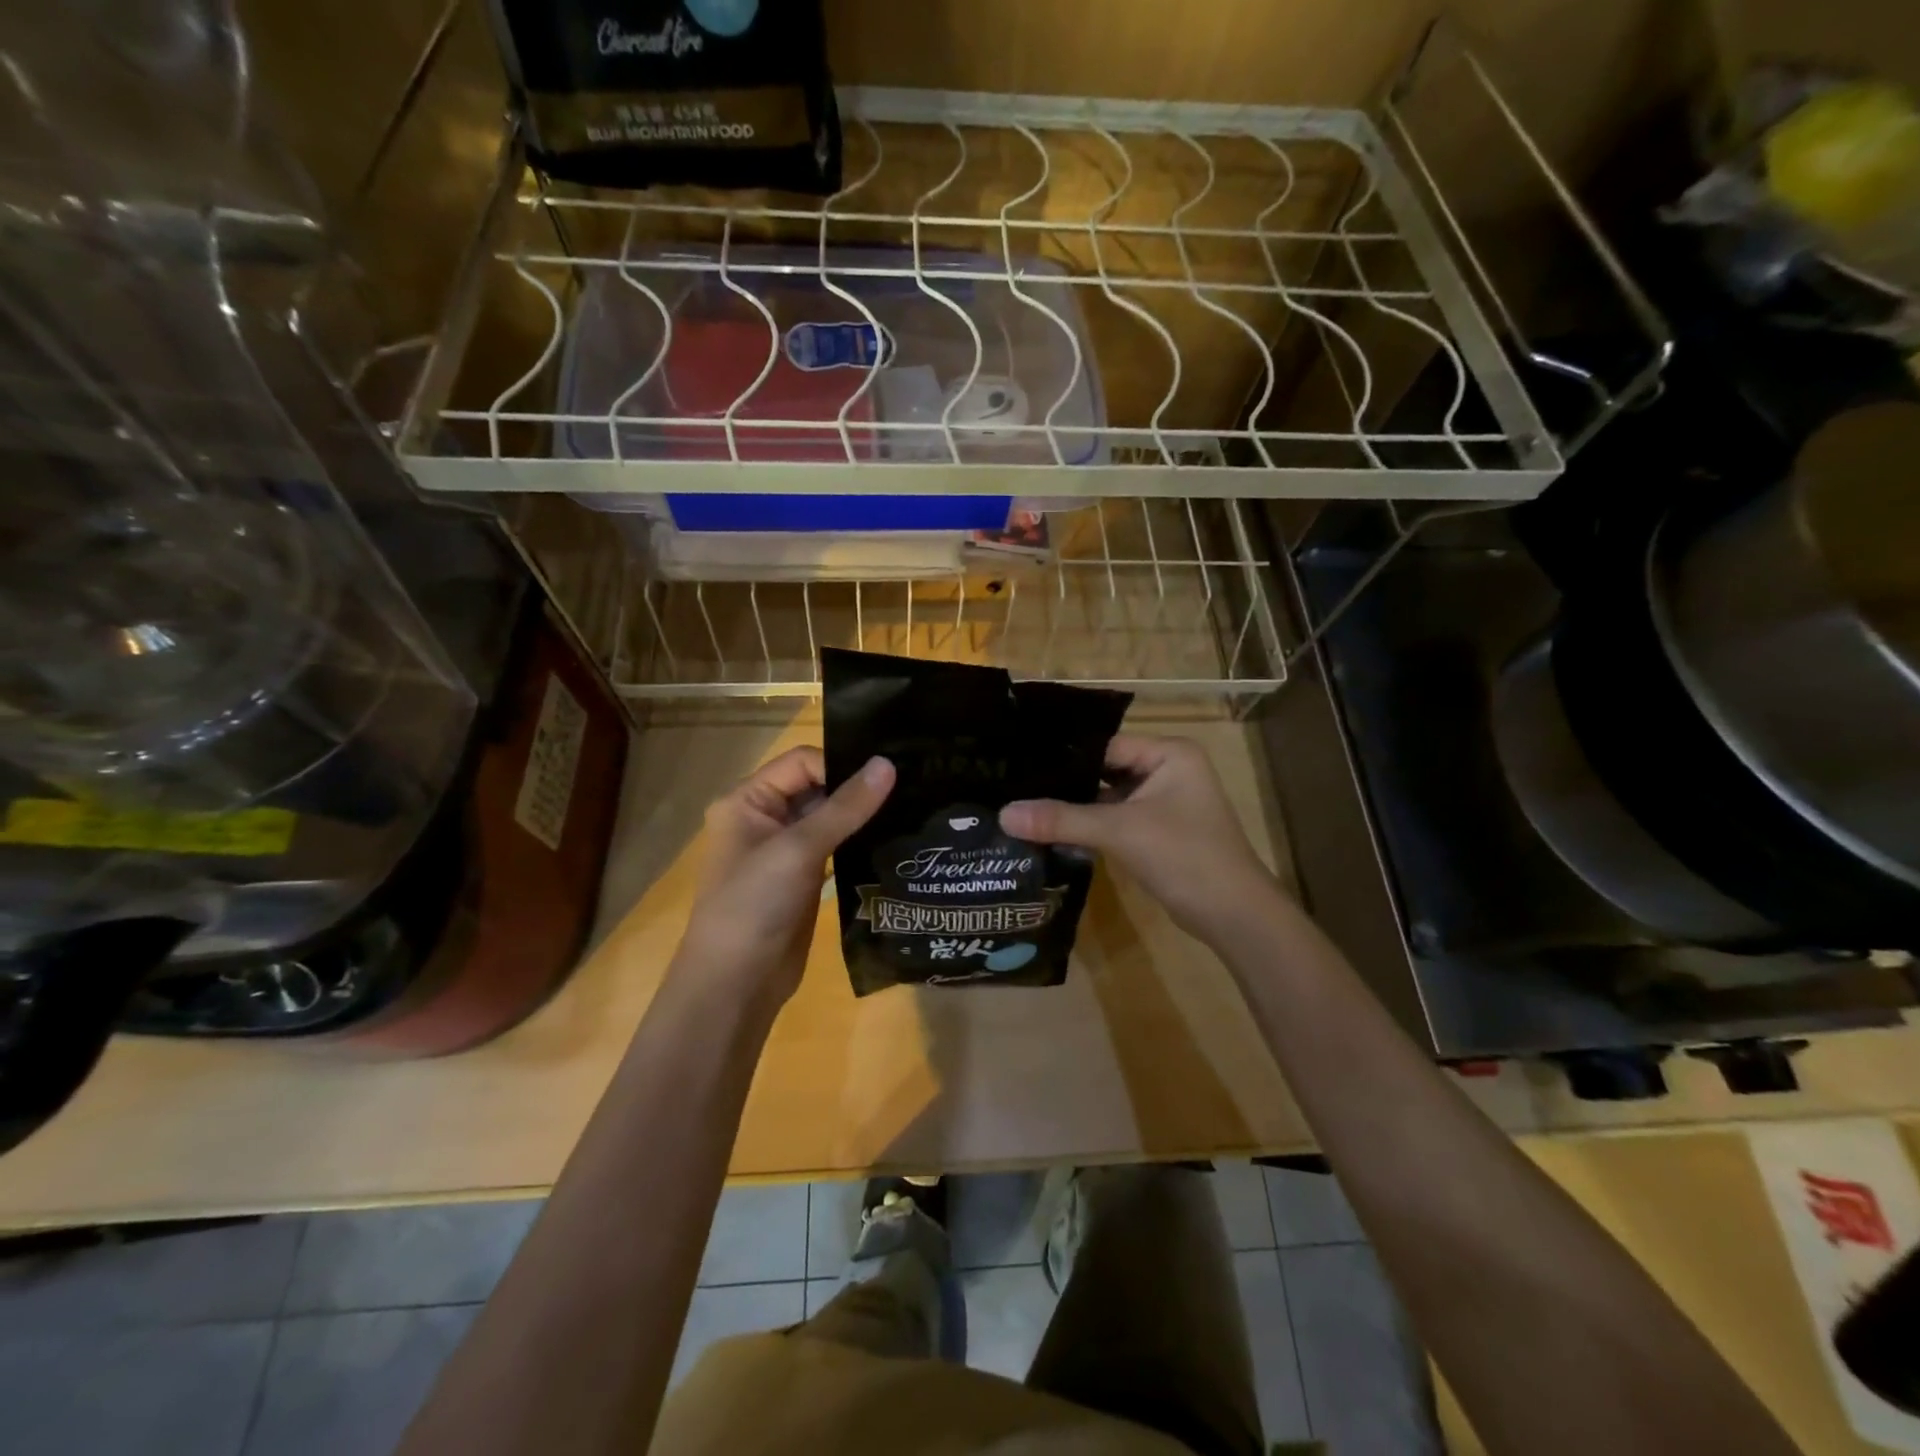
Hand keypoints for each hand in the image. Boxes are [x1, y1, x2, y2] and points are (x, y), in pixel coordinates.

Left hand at [674, 747, 894, 1010]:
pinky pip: (836, 846)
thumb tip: (888, 763)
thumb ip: (846, 807)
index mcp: (747, 800)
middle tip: (909, 786)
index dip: (840, 766)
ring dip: (862, 815)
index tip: (885, 778)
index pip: (802, 762)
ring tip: (909, 808)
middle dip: (856, 788)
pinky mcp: (805, 877)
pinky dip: (859, 841)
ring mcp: (785, 850)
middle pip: (817, 786)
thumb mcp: (798, 849)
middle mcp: (764, 818)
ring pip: (830, 817)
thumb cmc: (754, 905)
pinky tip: (893, 838)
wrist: (737, 984)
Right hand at [1000, 734, 1277, 942]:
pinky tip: (1050, 830)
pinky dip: (1088, 825)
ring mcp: (1162, 803)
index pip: (1104, 745)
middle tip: (1012, 786)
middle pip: (1103, 770)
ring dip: (1074, 806)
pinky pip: (1114, 819)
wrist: (1233, 915)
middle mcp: (1167, 770)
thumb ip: (1062, 819)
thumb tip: (1004, 815)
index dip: (1062, 757)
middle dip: (1064, 782)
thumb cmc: (1184, 856)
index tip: (1017, 764)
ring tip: (1022, 805)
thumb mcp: (1120, 832)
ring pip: (1106, 797)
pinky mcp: (1156, 831)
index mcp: (1169, 753)